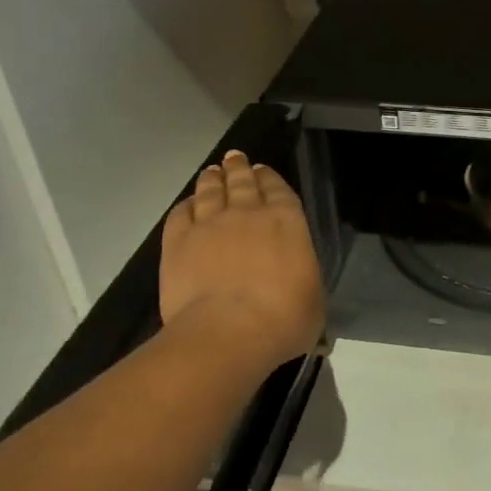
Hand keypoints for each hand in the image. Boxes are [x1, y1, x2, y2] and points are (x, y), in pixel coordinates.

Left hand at [160, 150, 324, 371]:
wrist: (228, 332)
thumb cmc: (284, 319)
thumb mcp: (313, 300)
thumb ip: (304, 280)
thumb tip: (299, 286)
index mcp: (287, 221)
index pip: (278, 189)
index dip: (269, 178)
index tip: (262, 171)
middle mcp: (247, 213)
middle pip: (241, 182)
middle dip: (238, 168)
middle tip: (234, 158)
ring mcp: (209, 224)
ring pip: (209, 191)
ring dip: (211, 179)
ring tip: (212, 172)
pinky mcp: (178, 242)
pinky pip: (180, 214)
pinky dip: (184, 206)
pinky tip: (187, 205)